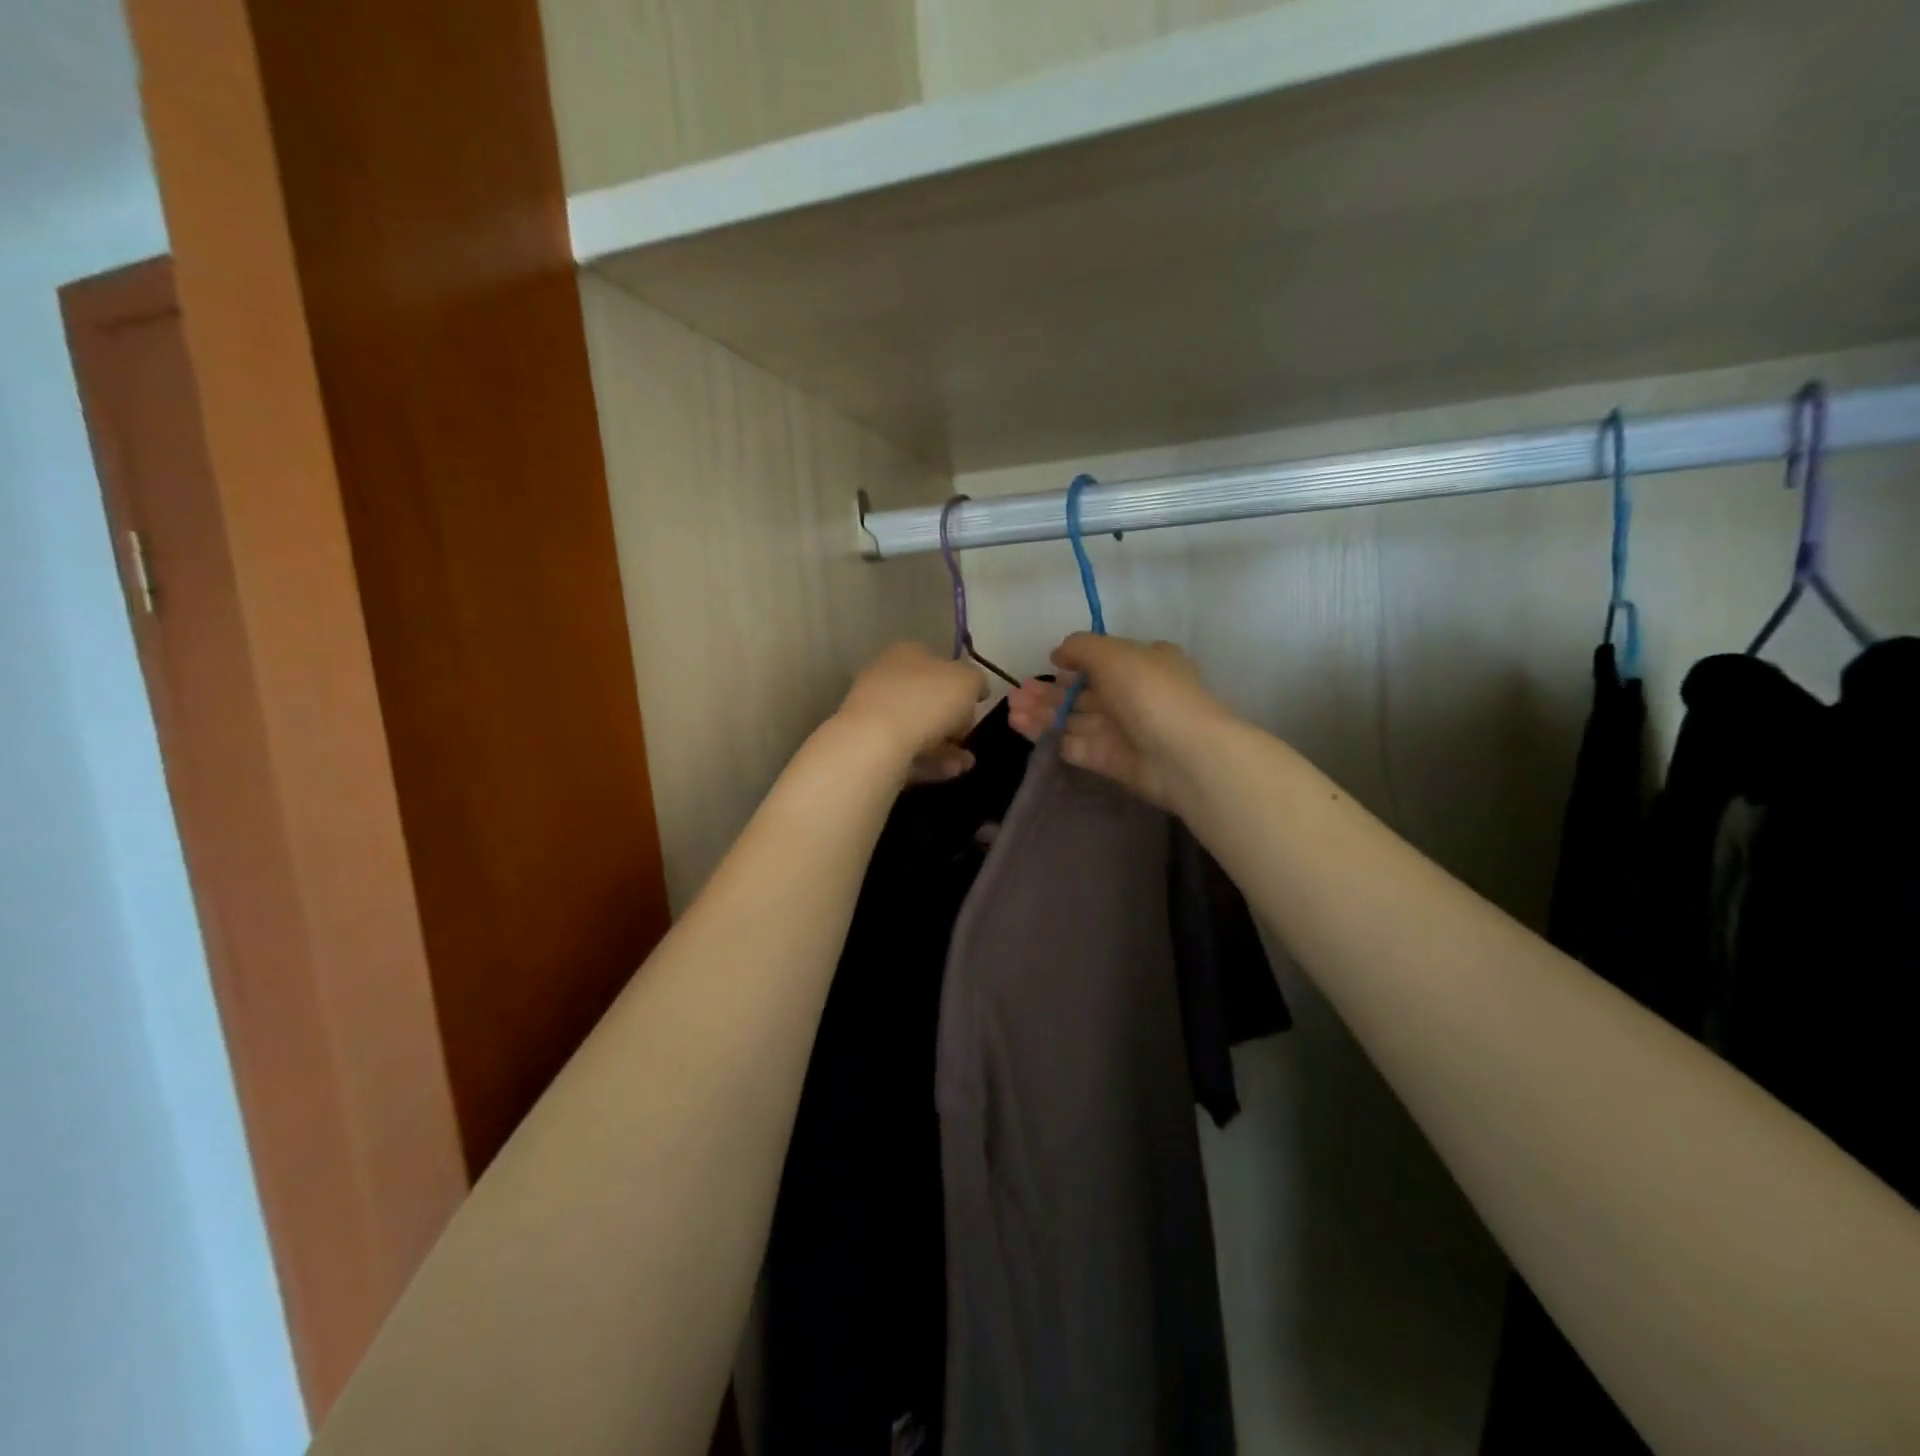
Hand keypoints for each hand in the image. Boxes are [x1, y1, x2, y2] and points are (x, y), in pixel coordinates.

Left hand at [836, 642, 986, 781]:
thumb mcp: (967, 681)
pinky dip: (931, 761)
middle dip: (952, 719)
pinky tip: (952, 772)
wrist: (875, 742)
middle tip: (969, 735)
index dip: (961, 682)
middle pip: (927, 698)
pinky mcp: (869, 746)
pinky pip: (907, 752)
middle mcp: (886, 678)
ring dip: (946, 746)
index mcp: (907, 653)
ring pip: (918, 728)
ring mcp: (874, 713)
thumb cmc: (926, 700)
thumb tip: (977, 689)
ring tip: (967, 762)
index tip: (977, 704)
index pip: (938, 662)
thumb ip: (976, 681)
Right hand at [1006, 635, 1228, 808]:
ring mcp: (1121, 730)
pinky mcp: (1109, 760)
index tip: (1050, 664)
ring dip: (1042, 712)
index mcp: (1143, 664)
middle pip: (1083, 692)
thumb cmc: (1149, 692)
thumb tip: (1058, 654)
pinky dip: (1047, 735)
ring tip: (1011, 708)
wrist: (1181, 754)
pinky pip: (1073, 744)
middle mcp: (1132, 695)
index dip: (1075, 662)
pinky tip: (1021, 725)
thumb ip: (1080, 647)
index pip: (1105, 660)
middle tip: (1015, 692)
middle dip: (1049, 691)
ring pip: (1074, 718)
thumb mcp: (1113, 653)